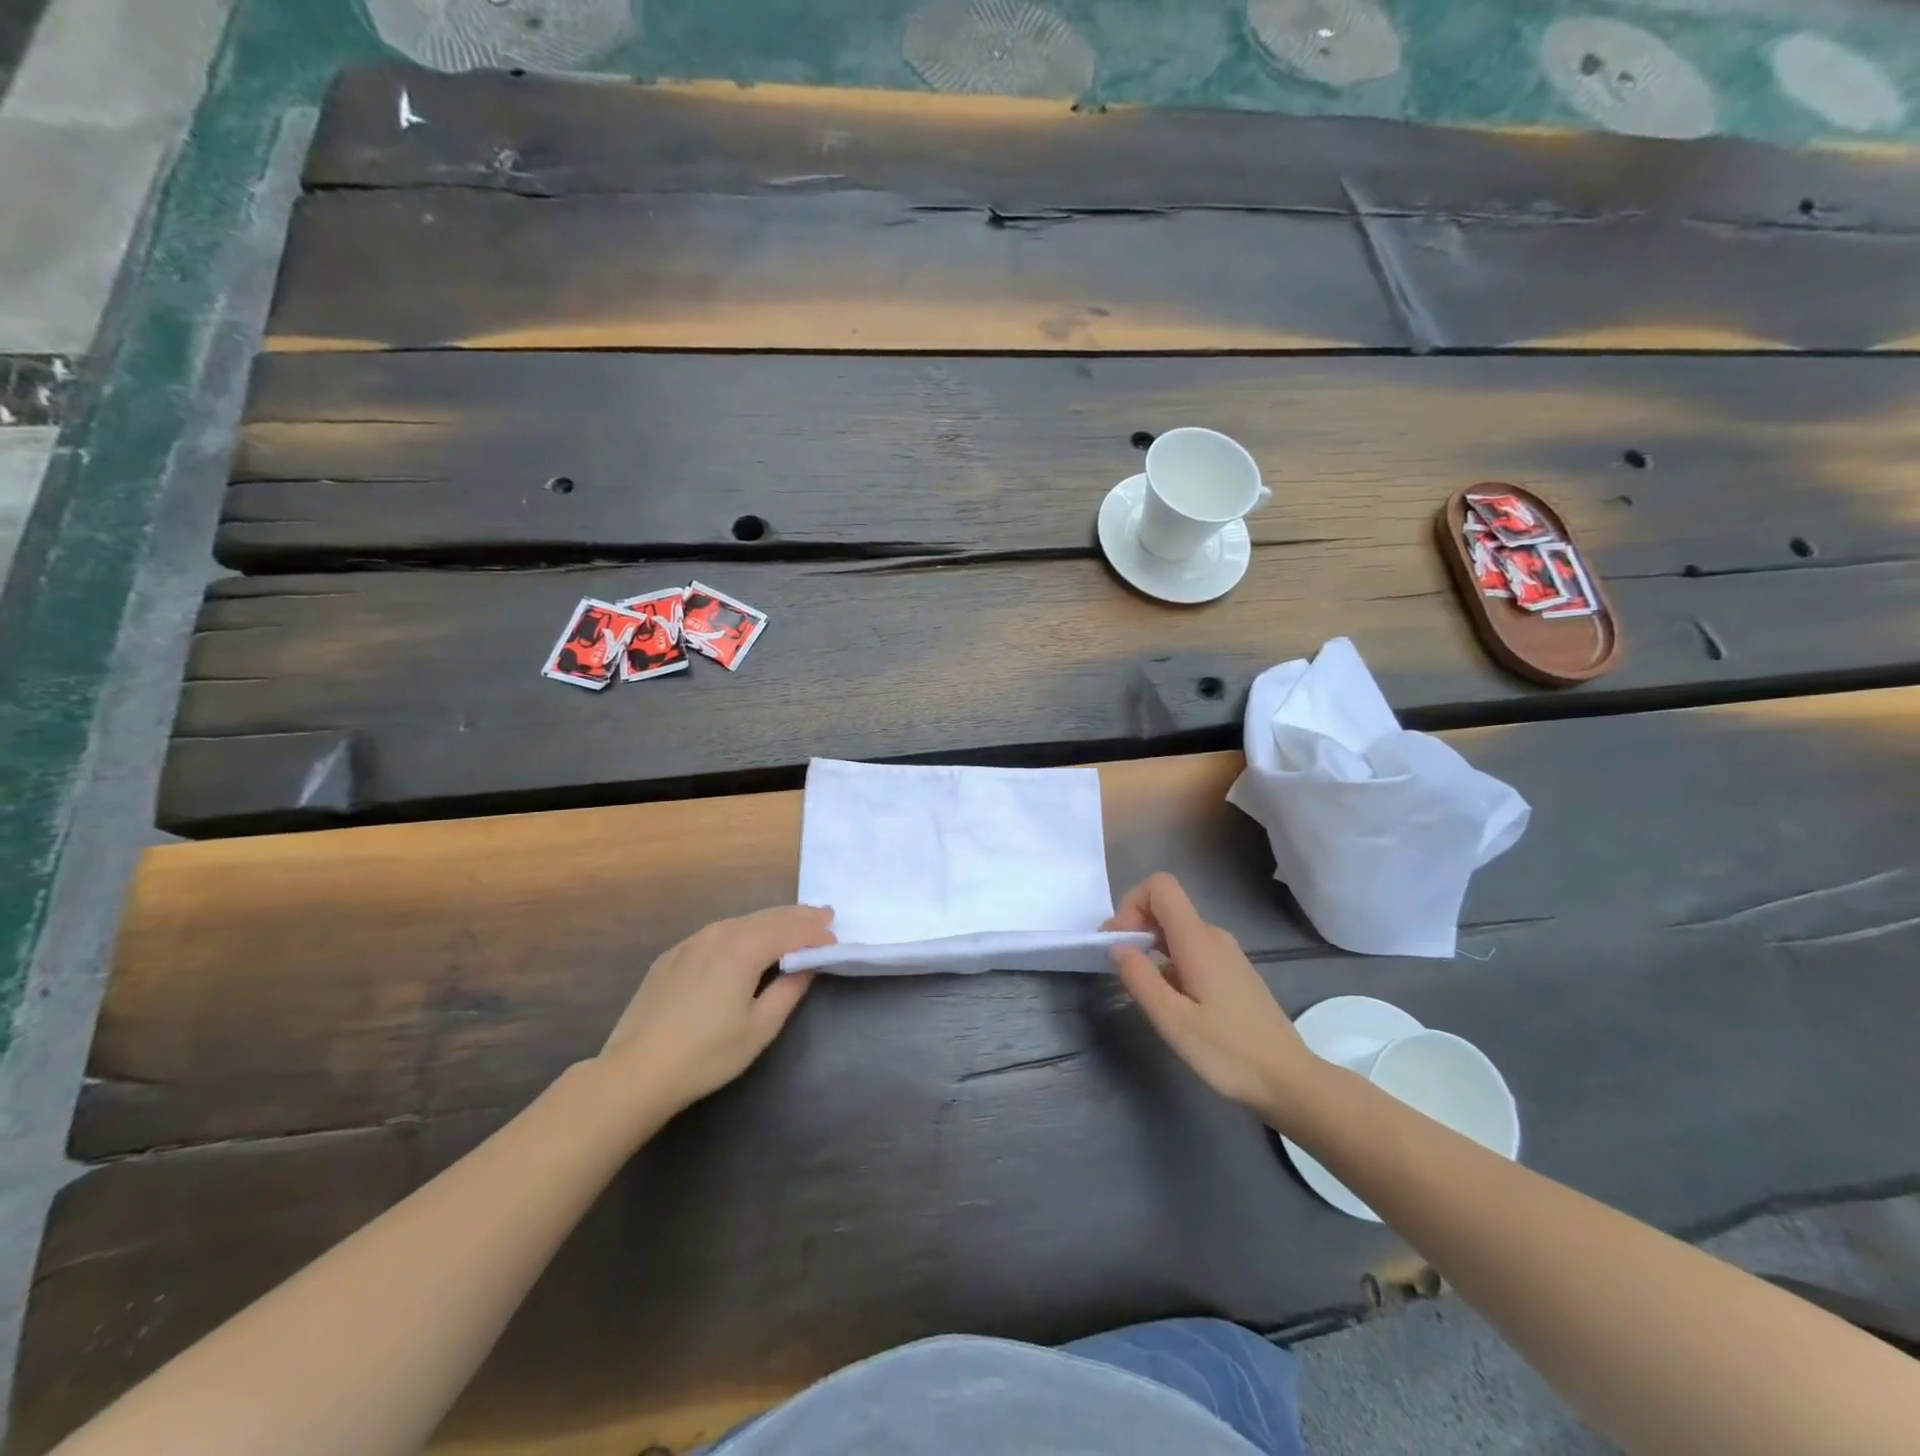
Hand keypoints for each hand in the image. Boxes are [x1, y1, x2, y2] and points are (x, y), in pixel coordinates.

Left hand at [598, 905, 835, 1115]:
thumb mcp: (759, 1028)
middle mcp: (719, 934)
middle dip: (799, 917)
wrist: (635, 1072)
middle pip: (768, 917)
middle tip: (825, 916)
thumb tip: (806, 965)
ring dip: (772, 921)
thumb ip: (789, 990)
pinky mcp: (673, 955)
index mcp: (744, 948)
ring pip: (742, 921)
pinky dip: (744, 930)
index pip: (791, 931)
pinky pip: (719, 932)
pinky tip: (748, 940)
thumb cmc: (705, 1054)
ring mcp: (692, 942)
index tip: (836, 940)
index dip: (816, 934)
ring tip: (793, 924)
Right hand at [1105, 874, 1318, 1122]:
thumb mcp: (1173, 1021)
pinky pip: (1192, 949)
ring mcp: (1227, 953)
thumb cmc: (1229, 1052)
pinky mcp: (1233, 972)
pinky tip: (1173, 1001)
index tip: (1120, 942)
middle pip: (1166, 907)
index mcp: (1198, 940)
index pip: (1160, 886)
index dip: (1131, 903)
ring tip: (1146, 990)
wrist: (1290, 1081)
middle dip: (1136, 927)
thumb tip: (1118, 947)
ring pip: (1177, 930)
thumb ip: (1140, 979)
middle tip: (1122, 969)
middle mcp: (1214, 936)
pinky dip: (1170, 961)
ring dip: (1151, 947)